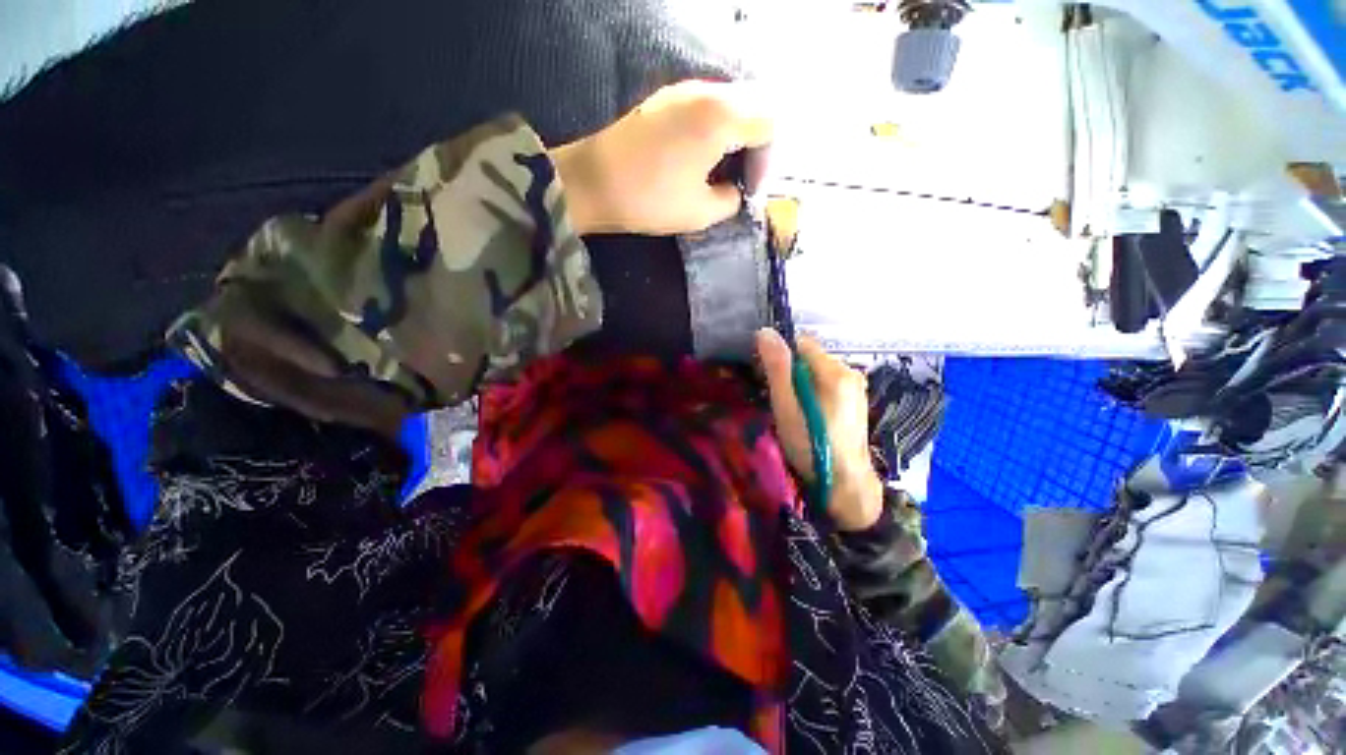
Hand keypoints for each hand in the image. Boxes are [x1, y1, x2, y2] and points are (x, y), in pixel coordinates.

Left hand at [551, 80, 773, 235]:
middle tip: (740, 180)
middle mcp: (706, 91)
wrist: (592, 182)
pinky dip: (714, 130)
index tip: (749, 190)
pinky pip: (706, 106)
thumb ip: (731, 201)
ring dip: (734, 138)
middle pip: (753, 108)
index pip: (769, 125)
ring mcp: (683, 91)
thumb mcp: (700, 213)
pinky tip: (700, 159)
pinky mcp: (665, 99)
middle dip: (754, 146)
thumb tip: (735, 191)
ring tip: (720, 173)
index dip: (766, 161)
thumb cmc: (650, 199)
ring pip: (729, 105)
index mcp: (721, 117)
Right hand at [757, 329, 884, 530]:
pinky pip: (829, 384)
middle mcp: (851, 372)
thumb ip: (777, 368)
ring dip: (802, 383)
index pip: (801, 343)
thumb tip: (765, 331)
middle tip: (781, 401)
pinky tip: (811, 416)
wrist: (846, 485)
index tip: (770, 380)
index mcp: (834, 371)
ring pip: (819, 372)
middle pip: (811, 357)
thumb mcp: (786, 407)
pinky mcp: (857, 401)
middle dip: (792, 372)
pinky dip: (815, 393)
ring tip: (795, 411)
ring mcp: (857, 387)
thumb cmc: (811, 445)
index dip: (782, 357)